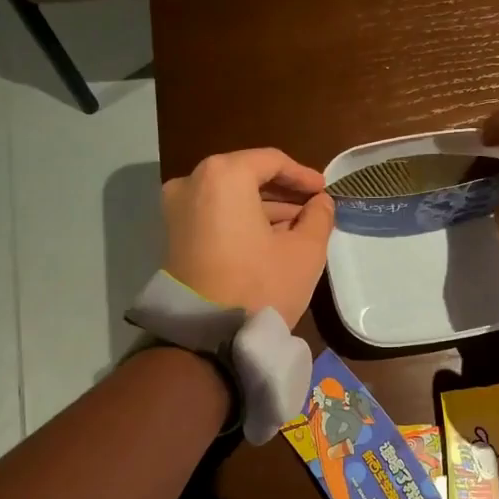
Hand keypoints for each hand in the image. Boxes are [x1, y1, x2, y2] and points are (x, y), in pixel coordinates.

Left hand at [162, 149, 334, 326]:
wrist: (206, 337)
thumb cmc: (259, 284)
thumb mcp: (304, 251)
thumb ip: (318, 217)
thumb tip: (321, 203)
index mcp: (223, 175)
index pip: (271, 161)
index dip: (302, 174)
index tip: (325, 190)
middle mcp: (192, 182)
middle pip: (246, 176)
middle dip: (282, 192)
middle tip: (313, 207)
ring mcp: (176, 209)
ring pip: (230, 197)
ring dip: (264, 208)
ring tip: (298, 227)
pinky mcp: (174, 236)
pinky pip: (215, 215)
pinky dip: (242, 220)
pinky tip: (271, 239)